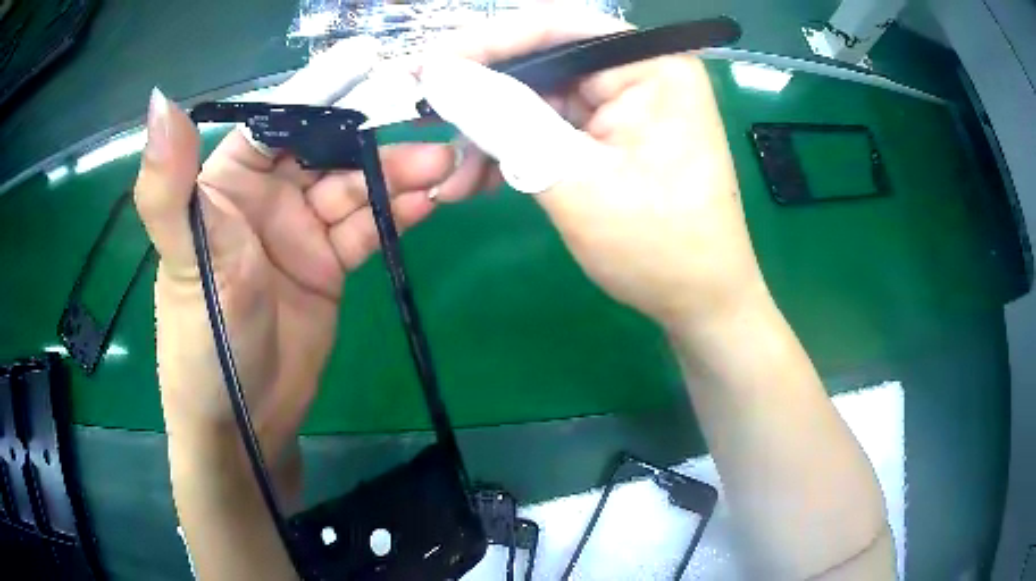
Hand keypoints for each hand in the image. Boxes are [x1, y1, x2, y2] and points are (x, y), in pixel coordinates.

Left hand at [133, 40, 455, 461]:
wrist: (244, 421)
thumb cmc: (203, 339)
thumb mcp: (183, 259)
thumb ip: (168, 185)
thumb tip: (159, 101)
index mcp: (228, 182)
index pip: (280, 121)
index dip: (326, 95)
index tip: (379, 72)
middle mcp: (266, 196)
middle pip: (328, 150)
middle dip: (377, 140)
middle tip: (431, 135)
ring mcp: (302, 229)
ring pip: (356, 186)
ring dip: (398, 176)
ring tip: (445, 169)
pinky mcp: (330, 263)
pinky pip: (368, 224)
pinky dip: (398, 211)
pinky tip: (429, 201)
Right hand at [422, 7, 766, 329]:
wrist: (699, 303)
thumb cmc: (656, 247)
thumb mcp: (573, 180)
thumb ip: (504, 118)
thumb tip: (438, 72)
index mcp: (651, 65)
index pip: (554, 28)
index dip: (482, 44)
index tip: (423, 70)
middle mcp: (641, 71)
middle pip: (543, 62)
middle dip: (481, 99)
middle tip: (425, 125)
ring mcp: (628, 102)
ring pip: (538, 98)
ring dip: (491, 134)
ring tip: (453, 176)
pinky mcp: (615, 132)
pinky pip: (551, 126)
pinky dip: (514, 150)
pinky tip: (481, 180)